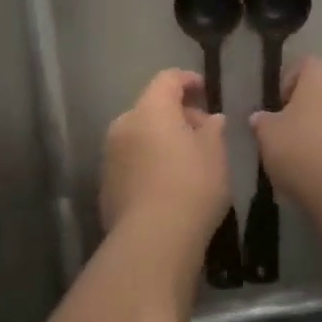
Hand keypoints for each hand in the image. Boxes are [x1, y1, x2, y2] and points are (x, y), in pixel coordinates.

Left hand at [100, 69, 230, 239]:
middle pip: (151, 107)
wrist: (151, 242)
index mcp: (151, 109)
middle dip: (177, 114)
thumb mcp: (215, 155)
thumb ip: (213, 130)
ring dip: (161, 139)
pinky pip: (131, 160)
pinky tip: (167, 184)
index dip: (187, 80)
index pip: (167, 79)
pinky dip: (148, 162)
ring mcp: (110, 155)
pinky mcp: (106, 184)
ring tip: (187, 160)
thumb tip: (211, 119)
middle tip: (202, 132)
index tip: (205, 89)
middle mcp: (124, 124)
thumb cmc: (191, 187)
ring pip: (139, 135)